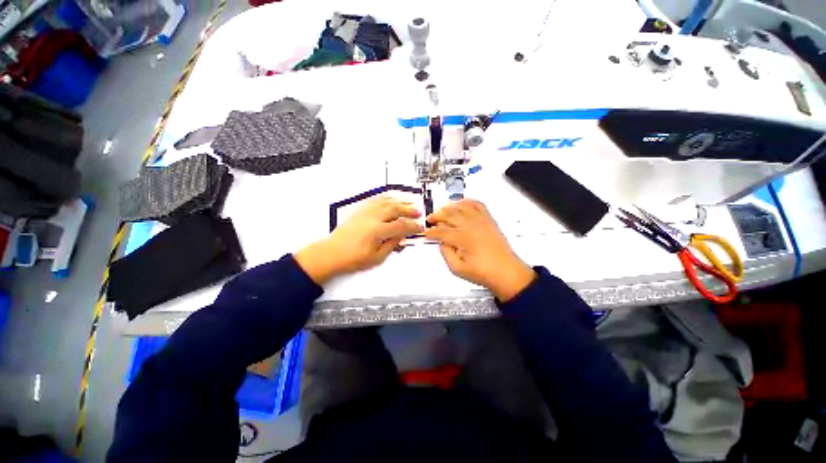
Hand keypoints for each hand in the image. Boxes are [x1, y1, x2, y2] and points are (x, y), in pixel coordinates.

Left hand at [295, 196, 422, 283]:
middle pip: (395, 209)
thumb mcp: (376, 258)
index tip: (419, 227)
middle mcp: (372, 218)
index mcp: (377, 231)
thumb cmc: (351, 258)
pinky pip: (374, 200)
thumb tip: (400, 237)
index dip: (412, 226)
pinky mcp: (359, 211)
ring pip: (386, 202)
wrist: (331, 253)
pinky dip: (385, 198)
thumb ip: (391, 245)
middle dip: (409, 210)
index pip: (401, 225)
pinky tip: (390, 198)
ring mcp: (365, 212)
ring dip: (399, 202)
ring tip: (408, 202)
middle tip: (417, 212)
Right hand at [424, 200, 534, 301]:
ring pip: (461, 206)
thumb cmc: (484, 273)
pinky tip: (461, 203)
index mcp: (463, 238)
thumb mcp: (457, 269)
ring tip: (441, 210)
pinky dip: (467, 201)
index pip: (441, 231)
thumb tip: (441, 242)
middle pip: (449, 214)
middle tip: (430, 220)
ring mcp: (481, 220)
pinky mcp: (489, 220)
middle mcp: (472, 225)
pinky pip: (477, 204)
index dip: (431, 232)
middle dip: (436, 216)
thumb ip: (445, 253)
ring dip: (449, 206)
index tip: (426, 233)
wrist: (507, 272)